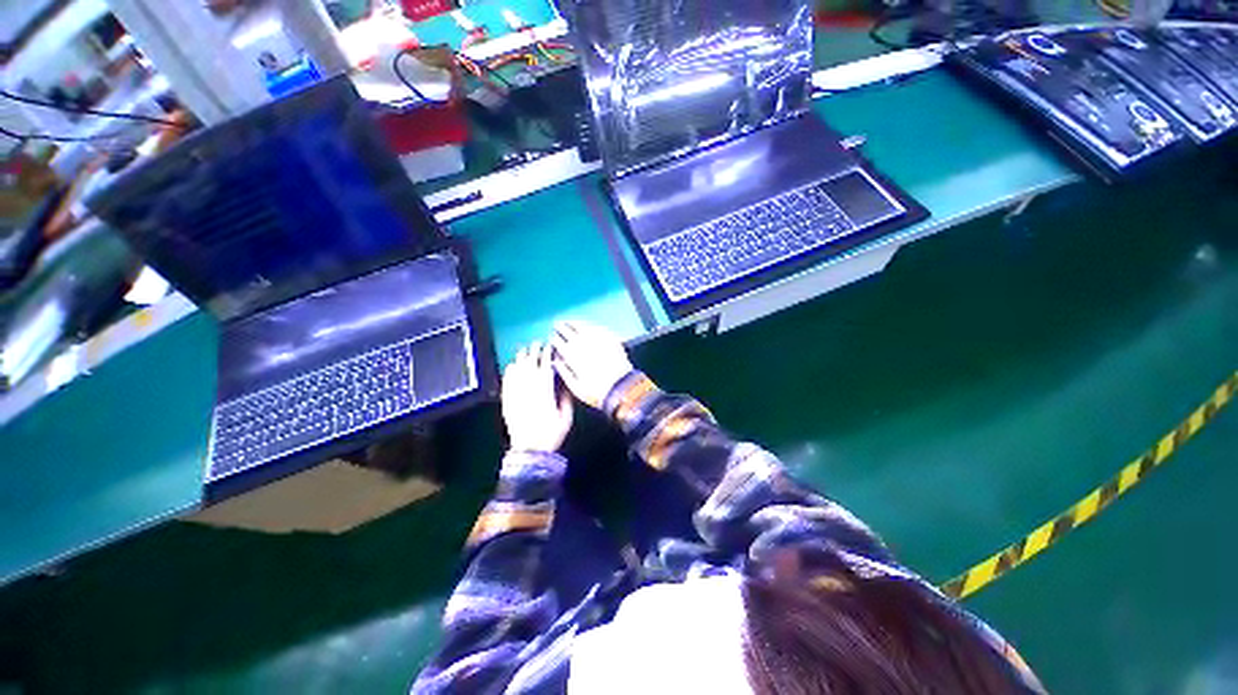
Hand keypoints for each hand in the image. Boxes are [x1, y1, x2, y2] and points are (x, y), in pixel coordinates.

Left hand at [503, 342, 572, 452]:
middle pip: (529, 367)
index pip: (545, 369)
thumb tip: (564, 385)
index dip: (546, 356)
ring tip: (523, 350)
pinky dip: (508, 373)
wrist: (530, 450)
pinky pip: (507, 384)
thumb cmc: (550, 435)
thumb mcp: (566, 418)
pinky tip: (510, 366)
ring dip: (520, 359)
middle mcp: (529, 392)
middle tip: (535, 343)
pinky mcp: (507, 402)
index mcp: (545, 394)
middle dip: (533, 353)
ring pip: (517, 373)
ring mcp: (516, 397)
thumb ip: (566, 400)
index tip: (548, 346)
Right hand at [550, 321, 633, 408]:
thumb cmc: (597, 391)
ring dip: (573, 323)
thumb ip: (564, 372)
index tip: (552, 337)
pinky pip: (596, 327)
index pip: (559, 342)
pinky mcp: (610, 339)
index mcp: (573, 356)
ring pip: (582, 326)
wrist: (621, 388)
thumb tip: (556, 361)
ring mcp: (598, 340)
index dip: (554, 339)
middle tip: (557, 325)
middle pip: (569, 331)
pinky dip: (589, 325)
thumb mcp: (575, 387)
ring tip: (569, 321)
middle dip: (561, 327)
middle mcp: (584, 345)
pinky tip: (587, 325)